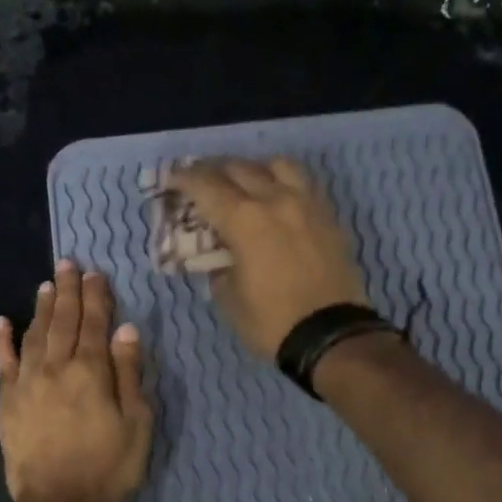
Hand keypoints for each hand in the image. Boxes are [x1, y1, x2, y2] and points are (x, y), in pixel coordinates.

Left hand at [0, 260, 152, 501]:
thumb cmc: (108, 467)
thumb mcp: (137, 423)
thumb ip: (129, 373)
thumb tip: (126, 329)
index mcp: (91, 371)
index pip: (94, 323)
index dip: (96, 296)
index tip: (95, 273)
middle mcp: (55, 367)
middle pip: (62, 320)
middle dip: (67, 290)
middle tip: (68, 264)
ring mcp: (26, 383)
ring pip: (34, 334)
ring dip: (41, 307)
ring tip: (47, 285)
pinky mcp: (7, 402)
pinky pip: (3, 362)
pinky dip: (3, 340)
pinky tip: (3, 321)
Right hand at [165, 157, 368, 358]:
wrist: (331, 335)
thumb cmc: (271, 321)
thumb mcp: (228, 299)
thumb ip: (217, 267)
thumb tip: (220, 255)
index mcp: (244, 219)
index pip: (206, 185)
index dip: (183, 178)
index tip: (171, 179)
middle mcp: (275, 199)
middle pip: (238, 167)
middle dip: (213, 170)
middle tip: (199, 181)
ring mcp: (306, 204)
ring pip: (277, 165)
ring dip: (253, 168)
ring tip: (243, 183)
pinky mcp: (328, 216)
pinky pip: (303, 183)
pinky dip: (282, 182)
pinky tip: (276, 199)